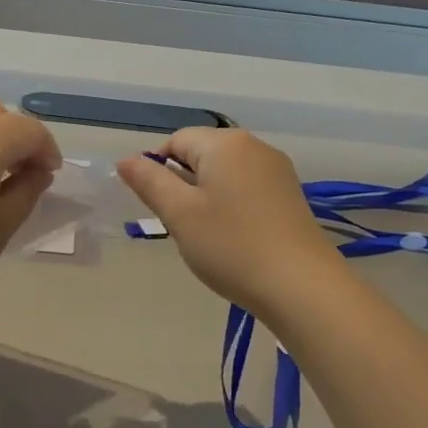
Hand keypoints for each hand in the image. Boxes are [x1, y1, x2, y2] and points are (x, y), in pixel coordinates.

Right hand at [117, 127, 348, 320]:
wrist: (301, 287)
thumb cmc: (231, 246)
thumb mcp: (179, 214)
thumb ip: (149, 181)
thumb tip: (126, 159)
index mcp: (225, 143)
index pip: (176, 140)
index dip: (157, 169)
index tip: (157, 207)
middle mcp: (254, 146)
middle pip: (202, 154)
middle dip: (183, 184)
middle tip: (181, 225)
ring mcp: (277, 170)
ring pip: (225, 173)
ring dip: (207, 197)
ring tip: (207, 235)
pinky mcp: (290, 195)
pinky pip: (247, 188)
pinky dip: (232, 206)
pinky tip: (234, 238)